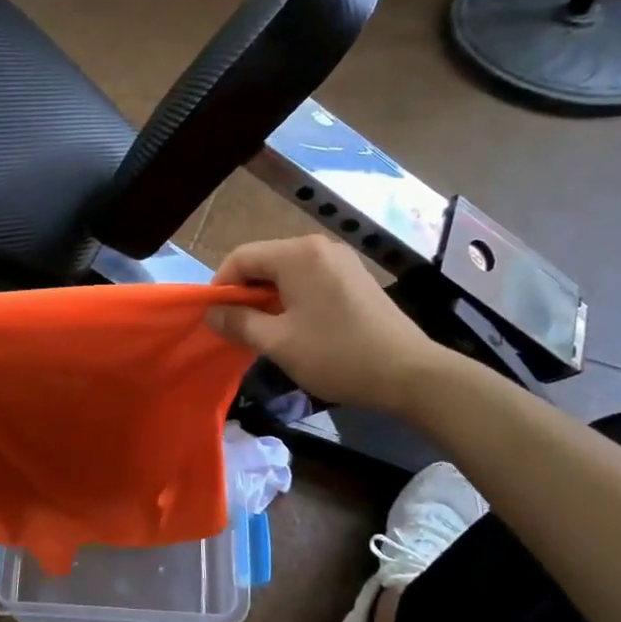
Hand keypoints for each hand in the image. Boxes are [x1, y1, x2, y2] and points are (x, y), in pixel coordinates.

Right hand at [207, 235, 446, 410]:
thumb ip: (239, 323)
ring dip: (268, 297)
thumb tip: (211, 312)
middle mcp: (319, 247)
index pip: (242, 257)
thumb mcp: (278, 343)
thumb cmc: (337, 355)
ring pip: (287, 272)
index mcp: (298, 254)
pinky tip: (294, 327)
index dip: (220, 285)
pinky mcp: (355, 278)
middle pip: (265, 261)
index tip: (213, 318)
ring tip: (263, 331)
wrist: (410, 374)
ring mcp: (341, 261)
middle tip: (236, 328)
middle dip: (244, 293)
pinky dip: (292, 298)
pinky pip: (310, 279)